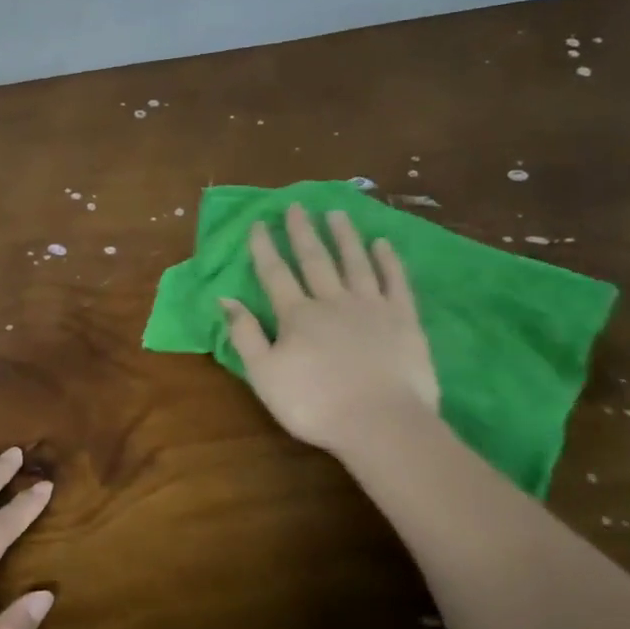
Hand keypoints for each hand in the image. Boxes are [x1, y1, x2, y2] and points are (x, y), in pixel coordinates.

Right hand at [223, 204, 440, 453]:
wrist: (381, 422)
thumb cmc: (314, 404)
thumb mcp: (264, 375)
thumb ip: (244, 335)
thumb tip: (225, 298)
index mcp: (296, 315)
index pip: (275, 273)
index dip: (264, 246)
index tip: (259, 222)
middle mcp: (332, 300)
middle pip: (315, 259)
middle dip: (302, 231)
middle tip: (296, 206)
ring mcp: (371, 306)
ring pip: (355, 262)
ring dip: (344, 236)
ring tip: (337, 213)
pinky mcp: (404, 319)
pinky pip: (395, 281)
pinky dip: (388, 261)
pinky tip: (383, 244)